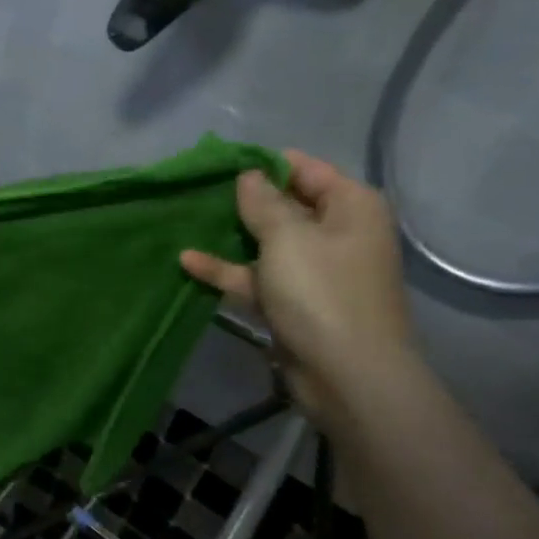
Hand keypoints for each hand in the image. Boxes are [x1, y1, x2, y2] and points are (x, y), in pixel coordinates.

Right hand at [181, 150, 418, 428]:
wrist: (348, 374)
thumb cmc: (322, 292)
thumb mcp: (287, 237)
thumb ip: (263, 203)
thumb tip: (249, 176)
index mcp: (350, 207)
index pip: (307, 170)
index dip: (266, 165)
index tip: (222, 164)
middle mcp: (337, 234)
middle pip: (286, 207)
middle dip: (244, 201)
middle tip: (199, 191)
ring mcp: (314, 272)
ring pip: (268, 244)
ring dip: (232, 236)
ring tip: (189, 221)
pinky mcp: (294, 304)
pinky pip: (258, 278)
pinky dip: (228, 271)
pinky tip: (188, 262)